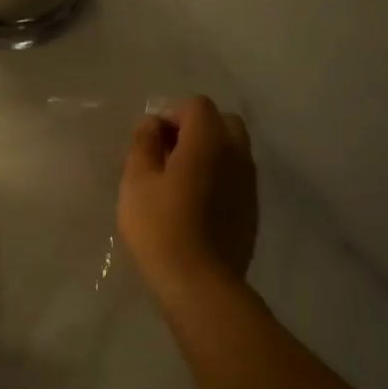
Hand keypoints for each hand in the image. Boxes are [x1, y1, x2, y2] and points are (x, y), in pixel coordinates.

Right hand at [118, 96, 257, 299]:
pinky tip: (194, 203)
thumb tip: (153, 124)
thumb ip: (143, 144)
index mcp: (208, 142)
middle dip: (195, 128)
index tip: (150, 139)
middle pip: (222, 122)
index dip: (171, 113)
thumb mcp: (136, 182)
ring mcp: (249, 183)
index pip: (196, 106)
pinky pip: (235, 176)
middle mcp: (237, 154)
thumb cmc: (160, 227)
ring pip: (233, 150)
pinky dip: (217, 176)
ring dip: (208, 152)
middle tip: (166, 153)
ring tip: (177, 180)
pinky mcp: (251, 208)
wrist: (200, 283)